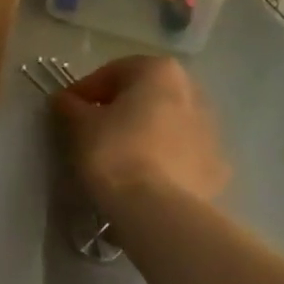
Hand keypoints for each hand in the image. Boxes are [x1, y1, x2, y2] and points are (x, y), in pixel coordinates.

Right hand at [52, 55, 229, 219]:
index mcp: (159, 71)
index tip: (67, 111)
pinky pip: (182, 154)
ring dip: (143, 132)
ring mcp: (212, 131)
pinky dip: (164, 159)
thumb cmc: (115, 151)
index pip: (112, 73)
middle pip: (145, 95)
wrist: (159, 212)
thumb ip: (70, 105)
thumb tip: (65, 101)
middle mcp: (193, 92)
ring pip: (166, 124)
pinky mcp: (218, 168)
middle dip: (119, 108)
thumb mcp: (79, 123)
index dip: (85, 91)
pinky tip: (144, 177)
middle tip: (92, 130)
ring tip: (119, 157)